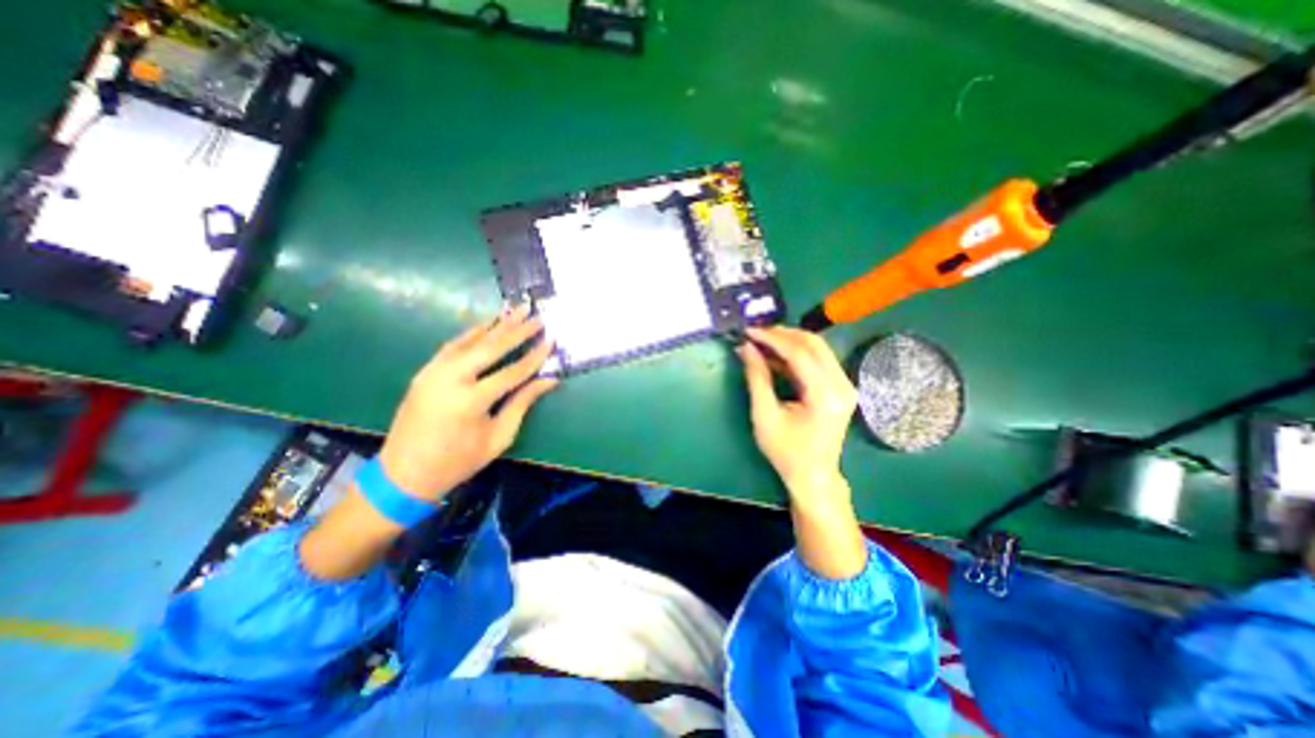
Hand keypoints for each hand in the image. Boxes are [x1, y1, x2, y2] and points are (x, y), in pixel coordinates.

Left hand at [379, 306, 556, 499]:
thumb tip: (549, 380)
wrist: (404, 473)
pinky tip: (487, 324)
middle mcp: (450, 379)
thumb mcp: (499, 437)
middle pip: (490, 348)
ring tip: (515, 310)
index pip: (511, 372)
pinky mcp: (425, 371)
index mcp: (470, 401)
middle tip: (536, 315)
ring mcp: (433, 372)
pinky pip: (452, 346)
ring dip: (495, 324)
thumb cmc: (458, 461)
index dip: (534, 357)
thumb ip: (522, 403)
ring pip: (470, 341)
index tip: (552, 341)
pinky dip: (472, 333)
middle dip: (517, 331)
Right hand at [735, 327, 870, 577]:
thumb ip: (757, 377)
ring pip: (818, 349)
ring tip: (762, 341)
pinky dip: (795, 355)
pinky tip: (774, 356)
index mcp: (825, 395)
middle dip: (782, 334)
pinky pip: (818, 361)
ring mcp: (845, 385)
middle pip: (814, 344)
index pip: (799, 353)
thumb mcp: (765, 415)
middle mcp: (842, 385)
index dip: (772, 338)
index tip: (749, 331)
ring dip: (789, 342)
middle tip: (756, 333)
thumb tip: (746, 348)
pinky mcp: (840, 387)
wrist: (813, 475)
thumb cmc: (786, 451)